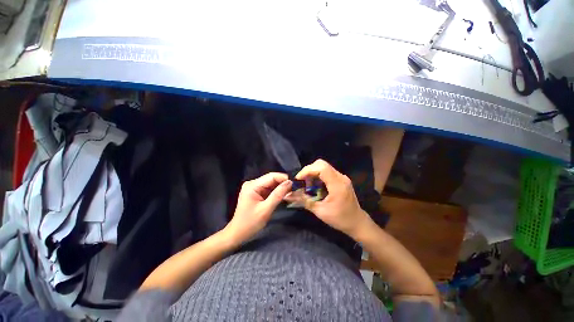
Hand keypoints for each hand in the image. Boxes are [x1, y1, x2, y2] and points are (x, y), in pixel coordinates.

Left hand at [224, 172, 291, 244]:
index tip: (296, 184)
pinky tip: (284, 195)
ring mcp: (254, 188)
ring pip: (272, 184)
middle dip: (284, 183)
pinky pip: (269, 189)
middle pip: (272, 179)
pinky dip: (277, 192)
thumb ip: (278, 195)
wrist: (238, 234)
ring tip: (292, 192)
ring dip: (281, 188)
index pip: (272, 176)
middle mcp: (253, 183)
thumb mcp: (266, 209)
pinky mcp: (257, 193)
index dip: (284, 178)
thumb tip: (290, 182)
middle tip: (296, 189)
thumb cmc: (250, 223)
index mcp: (252, 185)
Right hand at [294, 159, 371, 238]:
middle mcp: (340, 177)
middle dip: (308, 170)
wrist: (357, 222)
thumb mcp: (320, 211)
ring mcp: (341, 177)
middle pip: (321, 164)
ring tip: (306, 185)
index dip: (307, 170)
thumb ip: (304, 201)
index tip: (298, 179)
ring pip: (324, 167)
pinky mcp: (341, 179)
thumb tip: (288, 195)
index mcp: (337, 184)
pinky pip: (327, 172)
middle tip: (301, 181)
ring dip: (312, 173)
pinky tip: (314, 186)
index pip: (321, 168)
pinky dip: (317, 176)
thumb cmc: (340, 219)